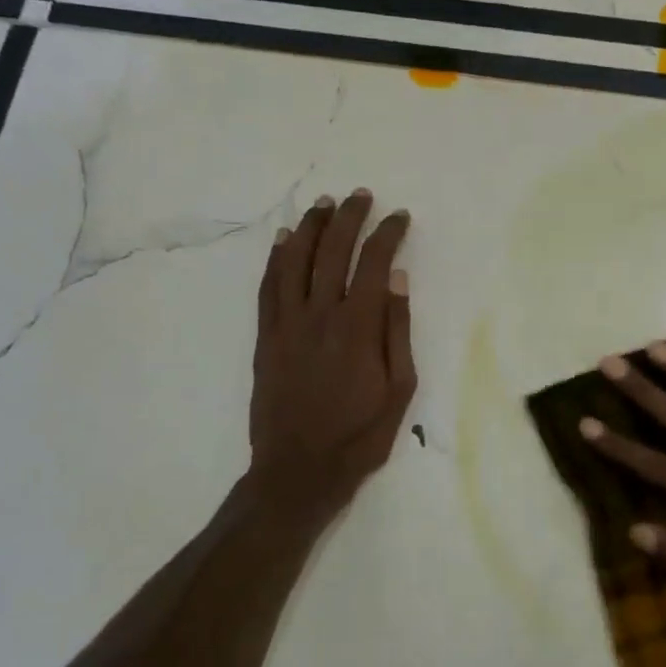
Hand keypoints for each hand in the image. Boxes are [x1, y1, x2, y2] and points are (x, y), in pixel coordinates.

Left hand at [250, 189, 415, 513]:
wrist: (299, 471)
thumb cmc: (359, 435)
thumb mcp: (400, 390)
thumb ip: (398, 331)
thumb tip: (399, 280)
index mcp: (359, 328)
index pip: (374, 264)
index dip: (387, 234)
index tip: (399, 217)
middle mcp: (320, 315)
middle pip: (332, 252)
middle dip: (349, 218)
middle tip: (361, 195)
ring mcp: (287, 324)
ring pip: (295, 261)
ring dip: (310, 227)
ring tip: (324, 204)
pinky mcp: (265, 337)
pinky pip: (268, 287)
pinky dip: (275, 258)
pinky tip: (283, 239)